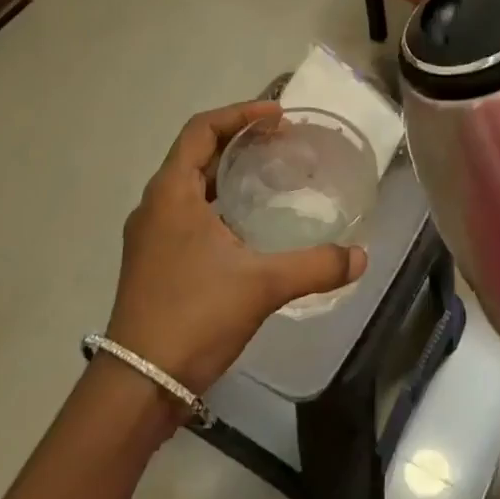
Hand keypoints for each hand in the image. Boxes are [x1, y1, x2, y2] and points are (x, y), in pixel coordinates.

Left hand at [105, 101, 367, 396]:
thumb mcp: (261, 285)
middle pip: (196, 153)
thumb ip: (315, 266)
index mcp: (171, 193)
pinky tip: (248, 224)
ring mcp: (151, 236)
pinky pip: (188, 212)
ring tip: (269, 174)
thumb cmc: (194, 316)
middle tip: (281, 140)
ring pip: (190, 185)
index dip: (239, 113)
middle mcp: (155, 206)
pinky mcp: (154, 262)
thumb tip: (360, 257)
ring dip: (227, 172)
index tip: (277, 115)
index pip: (201, 130)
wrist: (138, 385)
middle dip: (238, 139)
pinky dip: (219, 202)